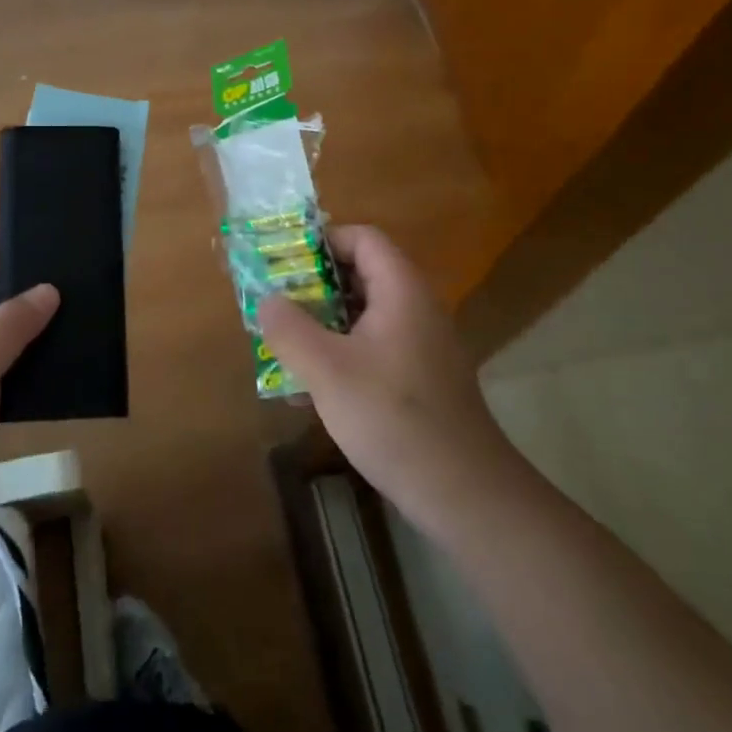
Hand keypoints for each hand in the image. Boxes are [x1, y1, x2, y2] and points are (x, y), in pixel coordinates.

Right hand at [258, 225, 516, 539]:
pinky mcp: (421, 377)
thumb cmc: (393, 418)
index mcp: (401, 290)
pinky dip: (343, 351)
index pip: (363, 238)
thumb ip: (290, 329)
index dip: (322, 241)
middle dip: (315, 284)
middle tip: (277, 302)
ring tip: (286, 343)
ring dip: (324, 321)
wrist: (464, 493)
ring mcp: (422, 344)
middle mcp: (416, 307)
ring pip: (365, 313)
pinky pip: (375, 345)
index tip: (284, 262)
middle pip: (363, 273)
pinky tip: (313, 386)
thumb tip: (267, 300)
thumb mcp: (327, 371)